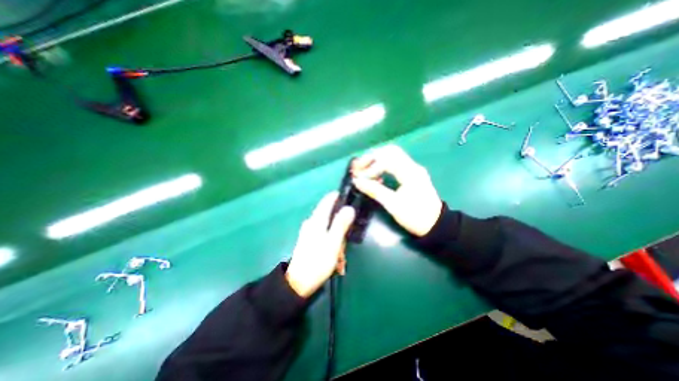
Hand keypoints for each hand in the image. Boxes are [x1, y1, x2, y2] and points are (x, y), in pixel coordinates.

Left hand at [284, 193, 356, 296]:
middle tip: (346, 242)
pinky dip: (332, 246)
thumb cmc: (317, 261)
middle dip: (341, 226)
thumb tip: (349, 207)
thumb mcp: (333, 242)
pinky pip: (325, 237)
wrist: (298, 284)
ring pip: (329, 228)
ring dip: (338, 241)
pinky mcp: (309, 241)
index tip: (351, 199)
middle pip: (330, 215)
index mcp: (317, 220)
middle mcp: (312, 222)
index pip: (328, 200)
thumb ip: (341, 223)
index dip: (339, 197)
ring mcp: (309, 232)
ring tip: (340, 258)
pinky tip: (335, 260)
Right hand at [353, 144, 443, 235]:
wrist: (436, 225)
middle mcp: (412, 166)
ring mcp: (413, 169)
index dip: (370, 167)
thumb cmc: (415, 216)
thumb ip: (374, 190)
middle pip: (389, 151)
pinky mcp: (412, 174)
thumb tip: (357, 181)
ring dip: (377, 160)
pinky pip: (395, 163)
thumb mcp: (393, 205)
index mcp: (410, 172)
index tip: (359, 178)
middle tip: (359, 168)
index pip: (386, 160)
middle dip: (372, 157)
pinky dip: (383, 165)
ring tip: (364, 171)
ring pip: (392, 155)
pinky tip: (377, 175)